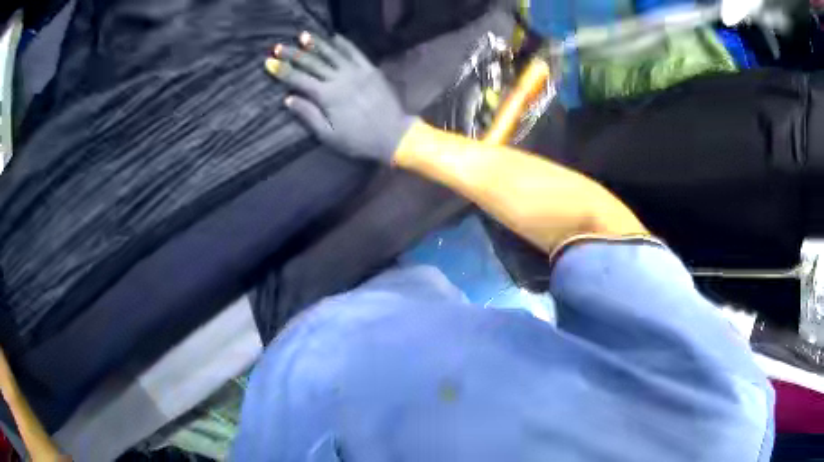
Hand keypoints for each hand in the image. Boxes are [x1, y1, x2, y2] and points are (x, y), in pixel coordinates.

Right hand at [265, 32, 416, 163]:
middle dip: (293, 53)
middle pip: (312, 62)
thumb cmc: (358, 140)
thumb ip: (308, 114)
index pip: (298, 79)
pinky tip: (334, 37)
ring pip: (332, 52)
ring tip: (303, 35)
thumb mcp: (328, 134)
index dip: (282, 70)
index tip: (269, 62)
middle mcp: (339, 78)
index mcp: (326, 96)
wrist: (393, 135)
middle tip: (279, 46)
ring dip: (316, 43)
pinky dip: (344, 43)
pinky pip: (355, 52)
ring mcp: (356, 71)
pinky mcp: (370, 69)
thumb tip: (288, 99)